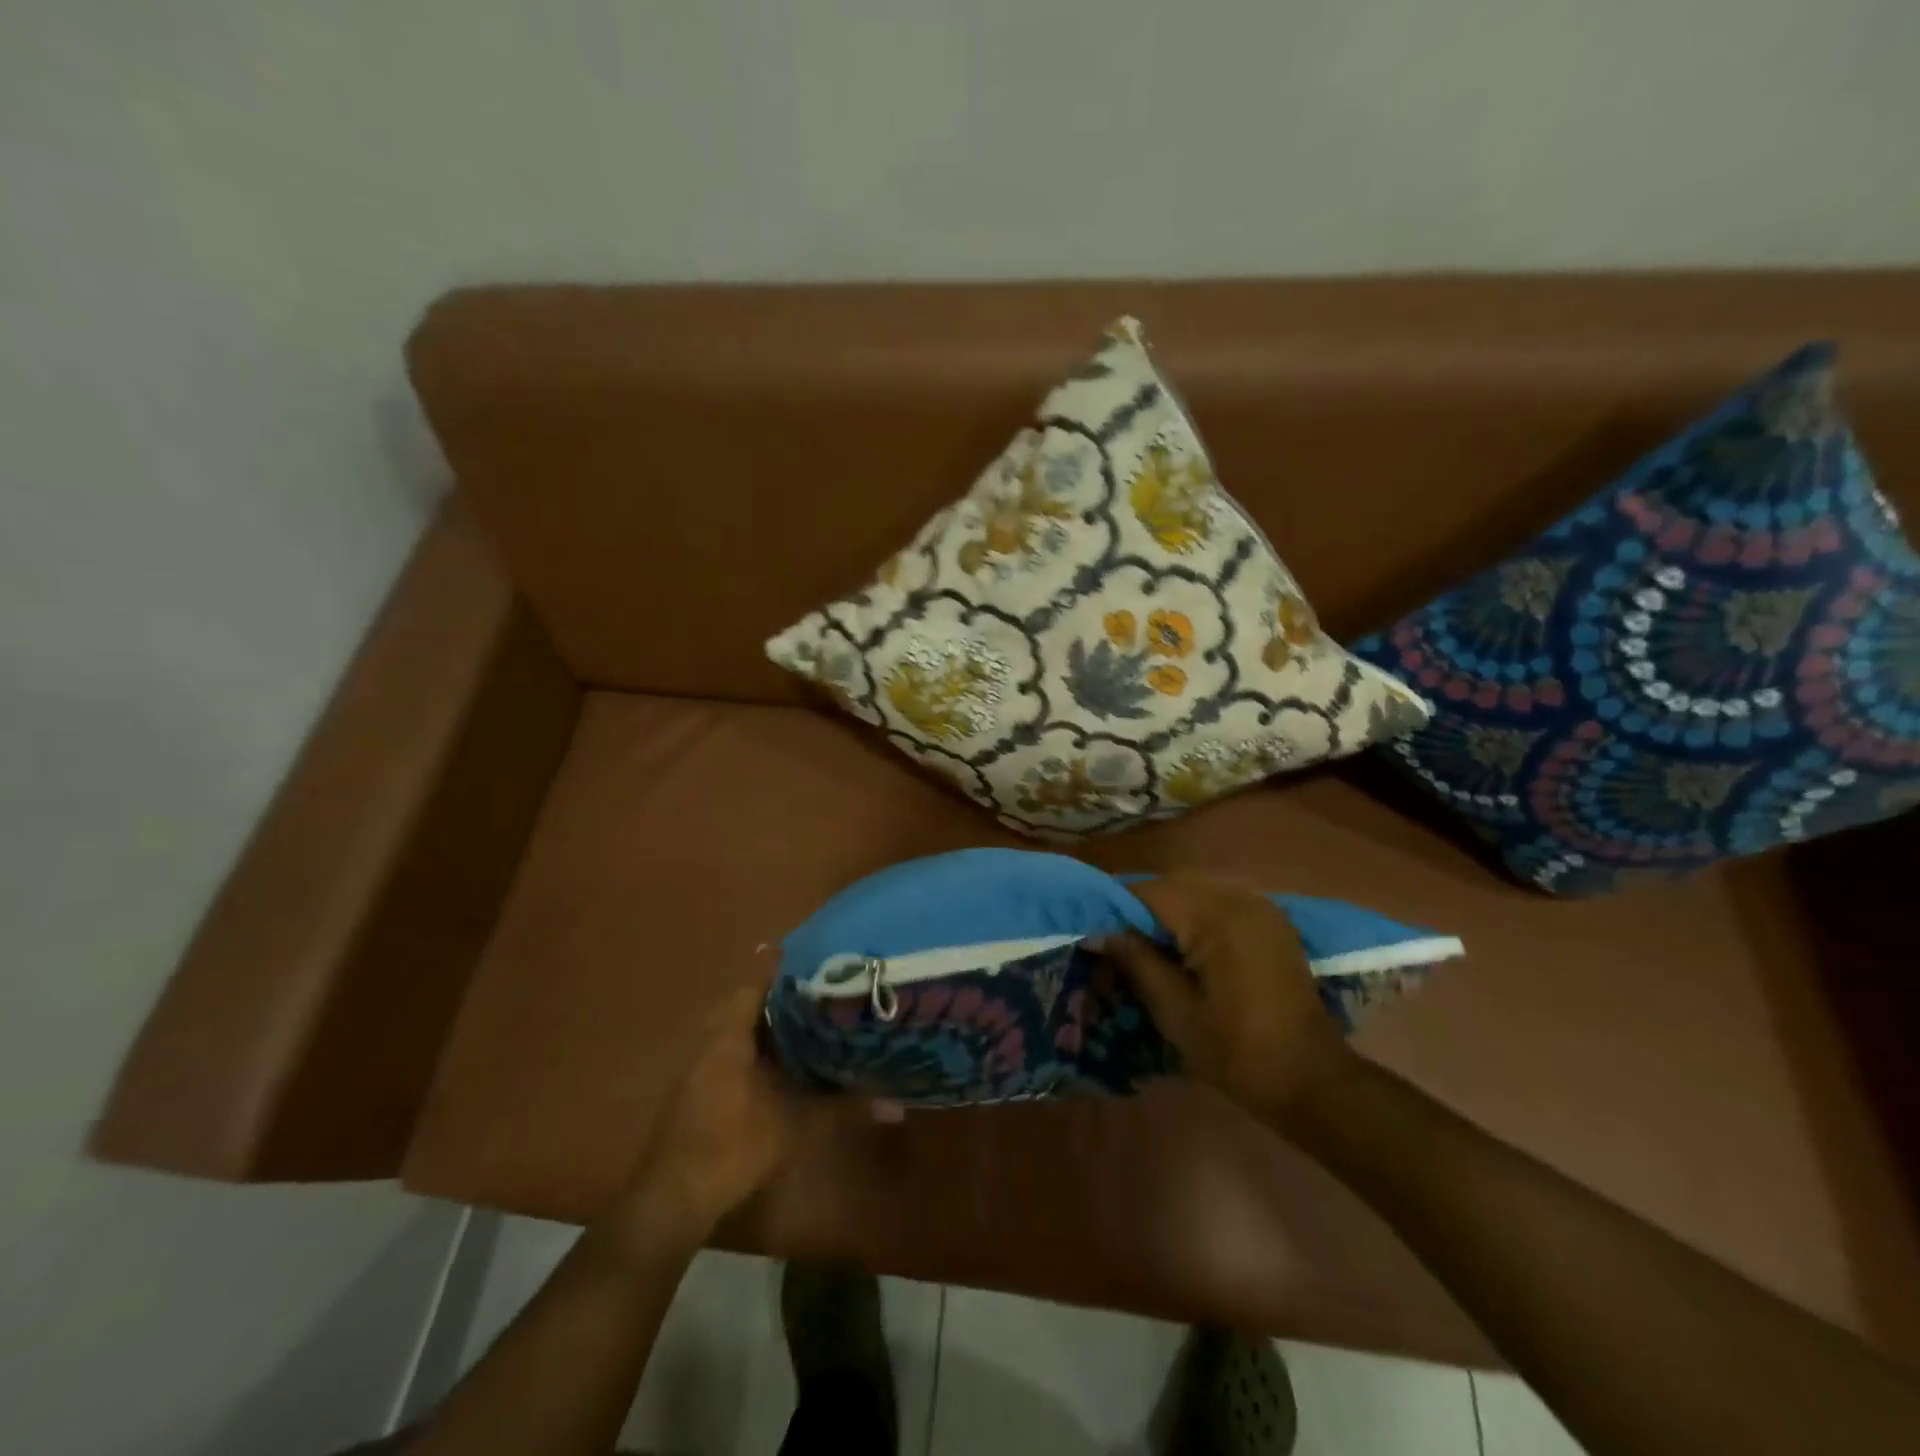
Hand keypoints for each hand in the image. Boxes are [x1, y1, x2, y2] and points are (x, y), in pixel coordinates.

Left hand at [618, 984, 824, 1240]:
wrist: (674, 1197)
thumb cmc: (733, 1147)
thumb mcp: (796, 1125)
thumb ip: (843, 1108)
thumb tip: (898, 1105)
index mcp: (730, 1034)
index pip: (758, 982)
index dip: (787, 968)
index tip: (820, 959)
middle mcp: (712, 1038)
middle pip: (749, 1000)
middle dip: (783, 994)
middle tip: (824, 989)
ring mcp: (701, 1063)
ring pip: (738, 1025)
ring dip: (769, 1020)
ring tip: (811, 1018)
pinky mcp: (699, 1086)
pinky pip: (731, 1047)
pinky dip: (756, 1043)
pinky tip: (784, 1059)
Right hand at [1097, 874, 1355, 1121]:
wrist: (1313, 1080)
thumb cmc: (1238, 1052)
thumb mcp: (1175, 1011)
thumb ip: (1136, 962)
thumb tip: (1098, 933)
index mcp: (1216, 917)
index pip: (1149, 892)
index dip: (1115, 910)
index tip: (1094, 936)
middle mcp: (1240, 898)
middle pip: (1171, 886)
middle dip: (1140, 910)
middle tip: (1117, 944)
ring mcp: (1261, 906)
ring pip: (1195, 890)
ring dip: (1167, 912)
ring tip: (1147, 947)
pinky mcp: (1271, 921)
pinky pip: (1220, 901)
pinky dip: (1195, 916)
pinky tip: (1185, 948)